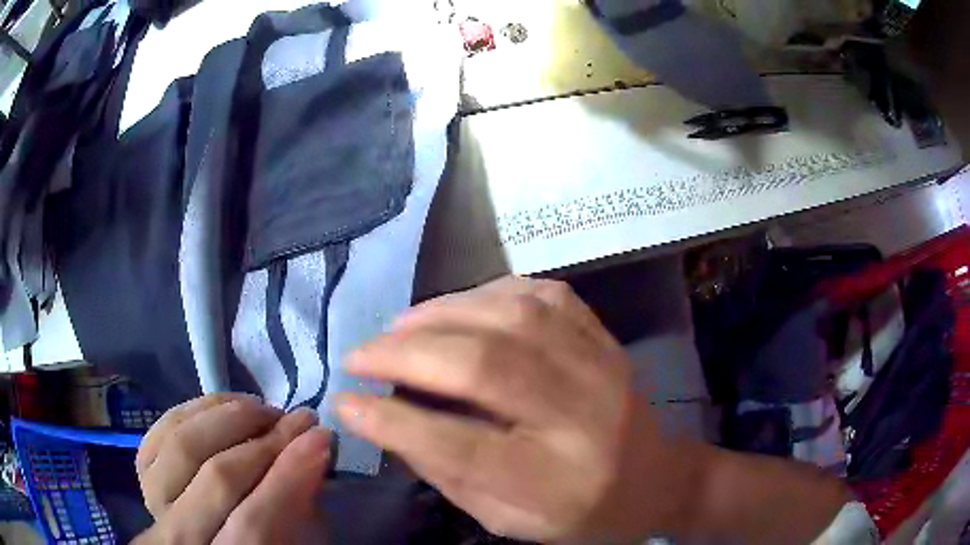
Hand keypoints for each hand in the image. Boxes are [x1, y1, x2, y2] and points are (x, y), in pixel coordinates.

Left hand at [134, 394, 331, 543]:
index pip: (254, 524)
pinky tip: (227, 406)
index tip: (320, 438)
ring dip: (230, 417)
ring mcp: (153, 497)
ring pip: (186, 444)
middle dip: (267, 442)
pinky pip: (166, 425)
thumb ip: (298, 504)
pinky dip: (199, 408)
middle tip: (300, 418)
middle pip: (219, 478)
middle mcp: (178, 535)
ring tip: (263, 409)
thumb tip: (314, 447)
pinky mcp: (143, 469)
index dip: (288, 478)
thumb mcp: (291, 543)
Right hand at [336, 277, 646, 541]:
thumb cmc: (579, 514)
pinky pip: (541, 294)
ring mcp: (599, 366)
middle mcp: (581, 416)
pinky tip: (457, 309)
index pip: (459, 446)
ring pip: (511, 316)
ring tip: (397, 328)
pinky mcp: (603, 337)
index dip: (391, 421)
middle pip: (484, 367)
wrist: (655, 479)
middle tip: (360, 355)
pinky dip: (487, 292)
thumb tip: (386, 421)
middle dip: (405, 354)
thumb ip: (447, 473)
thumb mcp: (507, 519)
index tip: (345, 402)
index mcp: (555, 480)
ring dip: (441, 314)